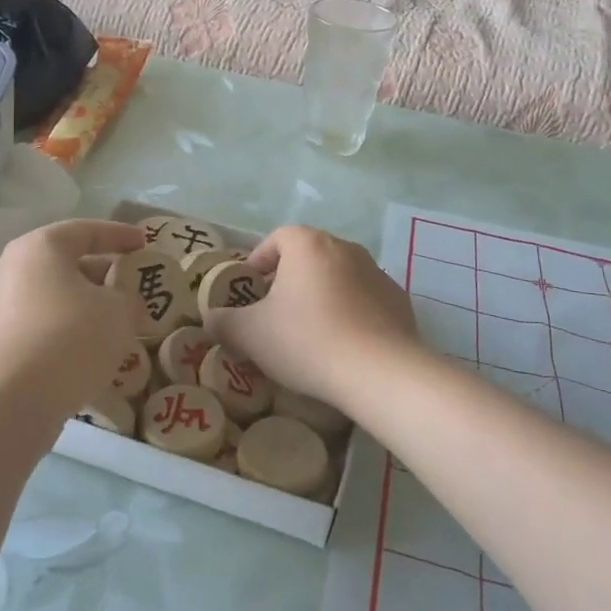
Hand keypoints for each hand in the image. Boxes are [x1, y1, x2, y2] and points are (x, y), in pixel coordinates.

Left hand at [0, 218, 146, 435]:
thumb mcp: (118, 311)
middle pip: (65, 264)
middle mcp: (10, 270)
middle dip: (101, 275)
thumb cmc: (68, 340)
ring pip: (51, 299)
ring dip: (83, 308)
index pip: (86, 230)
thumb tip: (122, 300)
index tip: (144, 243)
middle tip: (130, 288)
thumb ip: (128, 297)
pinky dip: (63, 334)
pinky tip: (84, 355)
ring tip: (112, 327)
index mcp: (40, 249)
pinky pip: (37, 329)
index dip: (119, 235)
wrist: (6, 406)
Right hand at [202, 225, 418, 404]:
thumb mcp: (250, 335)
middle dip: (290, 279)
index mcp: (308, 245)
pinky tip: (344, 346)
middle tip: (275, 312)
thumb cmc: (307, 341)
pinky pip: (365, 300)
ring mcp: (377, 272)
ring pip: (338, 277)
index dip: (259, 260)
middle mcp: (345, 247)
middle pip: (309, 256)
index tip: (251, 288)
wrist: (380, 372)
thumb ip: (223, 321)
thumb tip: (211, 318)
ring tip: (310, 332)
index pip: (278, 238)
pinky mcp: (399, 301)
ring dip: (322, 295)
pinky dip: (351, 313)